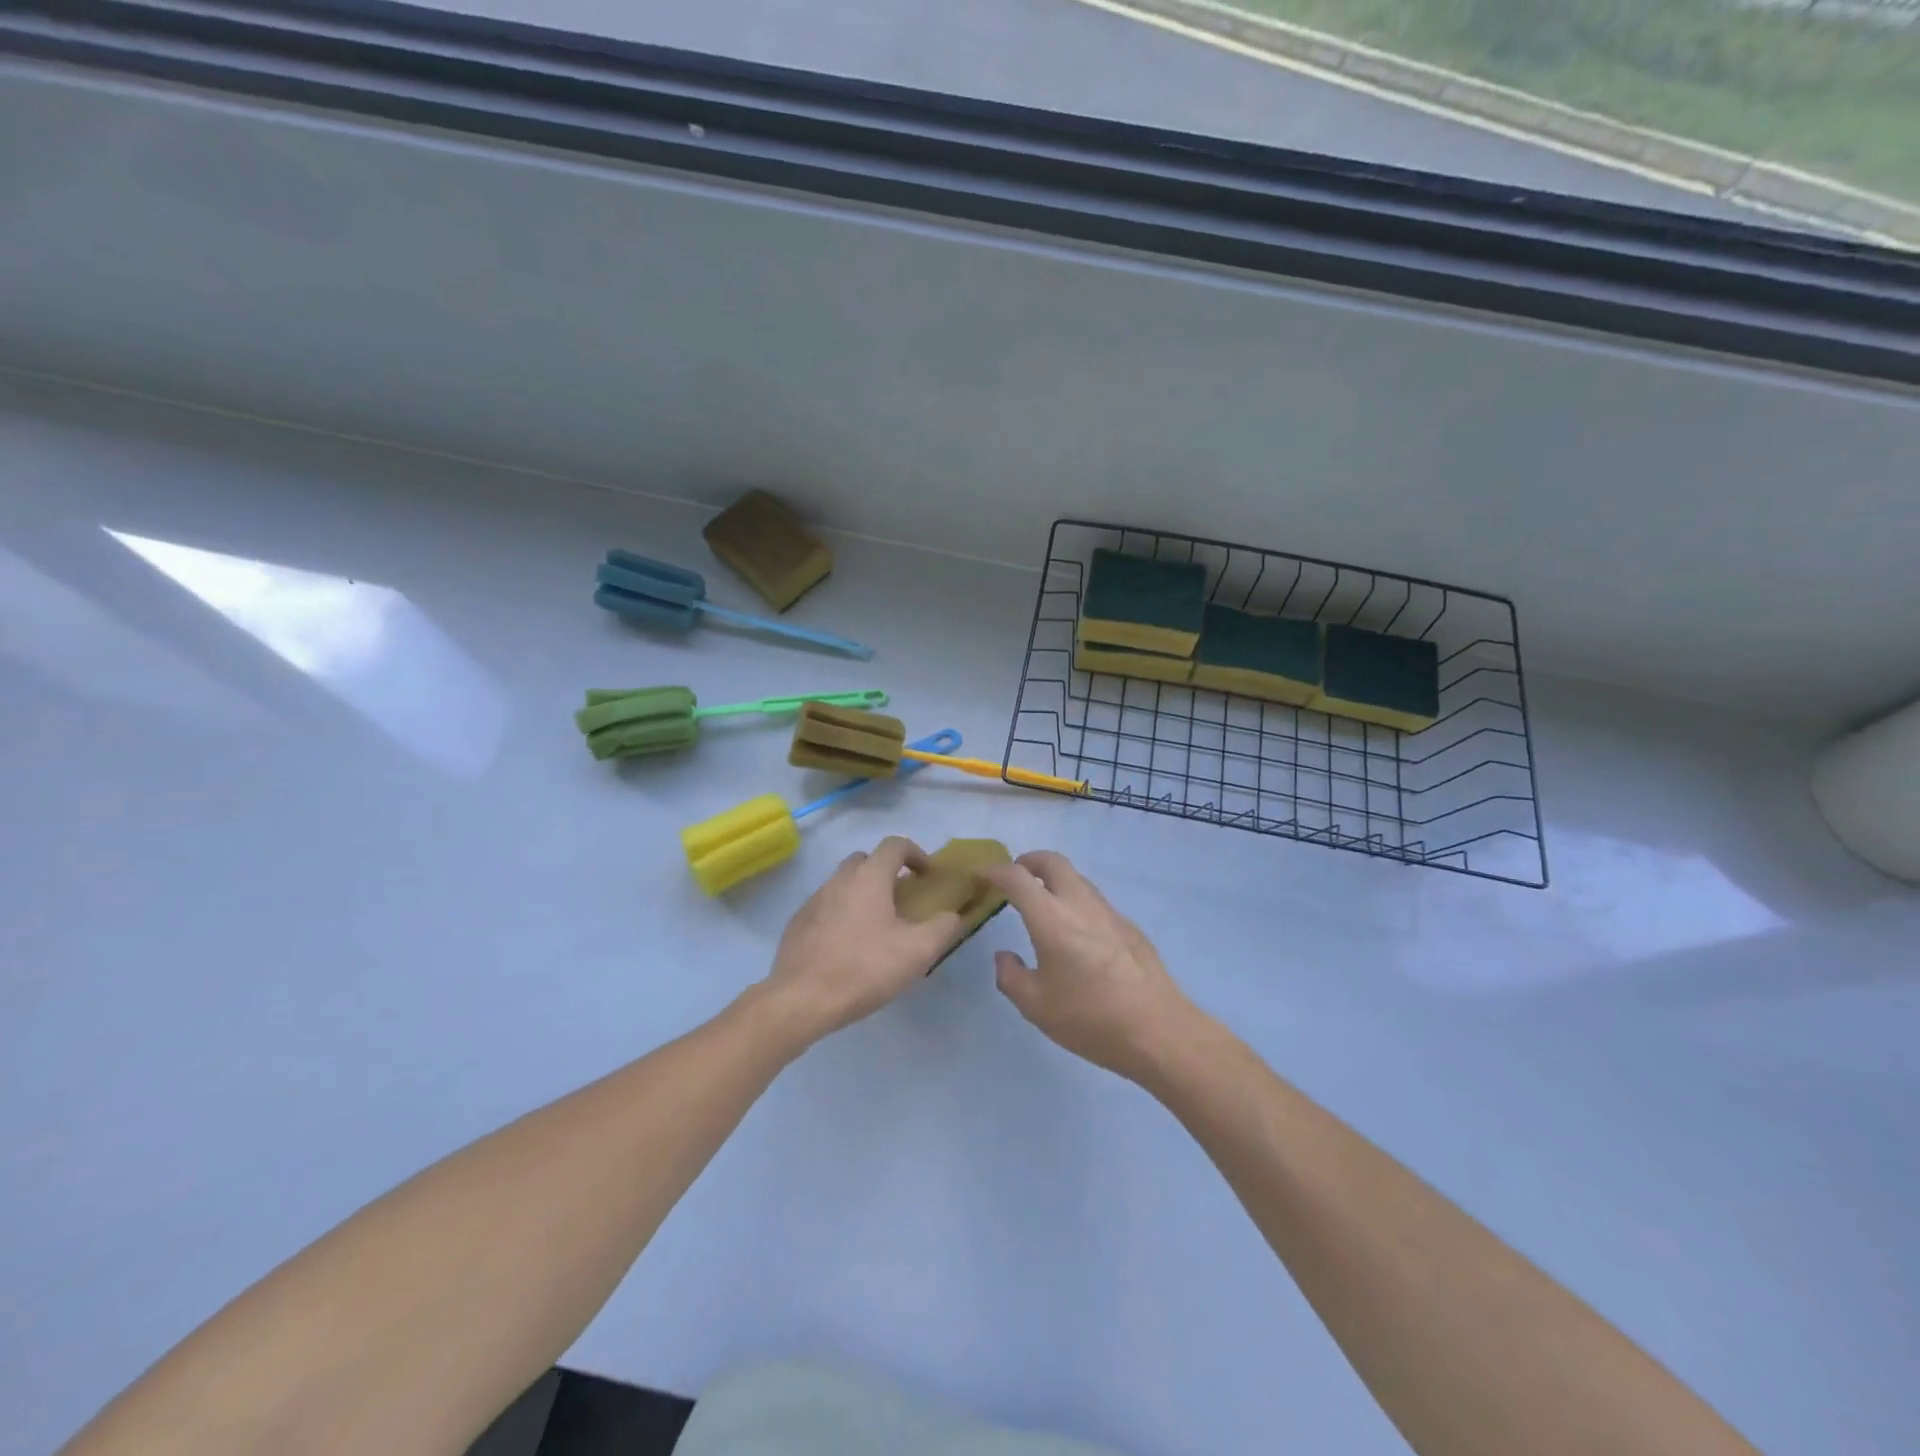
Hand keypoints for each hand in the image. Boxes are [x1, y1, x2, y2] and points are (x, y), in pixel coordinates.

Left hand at [756, 836, 965, 1050]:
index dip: (916, 854)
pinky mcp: (797, 924)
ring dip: (863, 894)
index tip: (928, 876)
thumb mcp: (918, 952)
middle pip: (865, 860)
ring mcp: (813, 901)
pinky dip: (842, 915)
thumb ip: (943, 928)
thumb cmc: (865, 969)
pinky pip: (826, 907)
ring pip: (843, 884)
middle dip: (886, 871)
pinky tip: (848, 947)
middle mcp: (839, 880)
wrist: (801, 999)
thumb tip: (953, 915)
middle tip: (901, 900)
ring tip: (877, 927)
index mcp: (869, 877)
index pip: (894, 845)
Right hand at [983, 851, 1194, 1081]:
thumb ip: (1010, 976)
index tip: (980, 874)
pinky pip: (1095, 901)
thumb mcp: (1035, 1006)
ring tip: (1042, 905)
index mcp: (1051, 919)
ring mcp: (1110, 913)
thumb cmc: (1090, 1019)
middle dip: (1028, 861)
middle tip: (1013, 877)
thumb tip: (1005, 957)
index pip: (1017, 878)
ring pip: (1077, 879)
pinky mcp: (1129, 927)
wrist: (1158, 1030)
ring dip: (1054, 880)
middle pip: (1053, 861)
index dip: (994, 871)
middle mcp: (1081, 905)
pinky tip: (1076, 935)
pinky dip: (1076, 902)